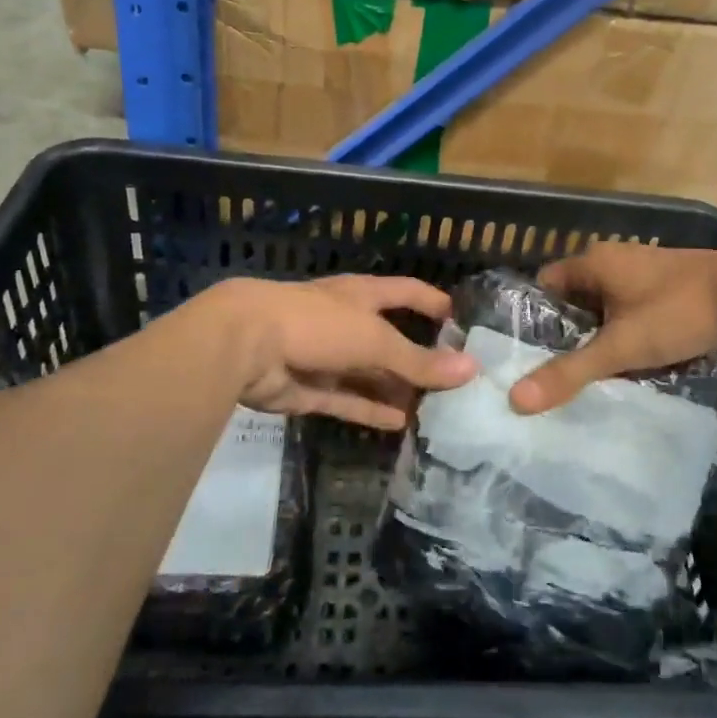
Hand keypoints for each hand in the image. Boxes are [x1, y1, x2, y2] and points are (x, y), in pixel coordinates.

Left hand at [214, 275, 476, 429]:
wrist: (245, 345)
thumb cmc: (318, 324)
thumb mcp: (376, 339)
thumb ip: (419, 360)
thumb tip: (471, 369)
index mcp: (362, 296)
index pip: (407, 293)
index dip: (432, 302)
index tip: (460, 318)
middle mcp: (346, 322)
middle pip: (389, 339)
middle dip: (418, 357)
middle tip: (454, 381)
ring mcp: (326, 356)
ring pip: (369, 374)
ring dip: (396, 389)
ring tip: (434, 409)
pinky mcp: (309, 389)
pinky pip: (347, 401)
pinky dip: (371, 411)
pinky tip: (400, 424)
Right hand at [509, 243, 716, 413]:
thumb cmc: (678, 312)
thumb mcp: (620, 347)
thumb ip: (569, 373)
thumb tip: (515, 401)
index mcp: (594, 262)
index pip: (545, 285)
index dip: (534, 318)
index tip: (526, 355)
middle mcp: (615, 260)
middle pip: (576, 301)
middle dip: (569, 336)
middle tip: (555, 374)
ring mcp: (645, 274)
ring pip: (608, 310)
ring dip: (602, 339)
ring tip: (590, 377)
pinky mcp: (670, 290)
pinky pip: (635, 314)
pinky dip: (630, 336)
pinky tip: (631, 366)